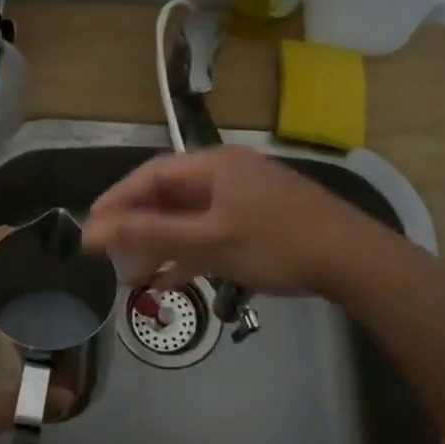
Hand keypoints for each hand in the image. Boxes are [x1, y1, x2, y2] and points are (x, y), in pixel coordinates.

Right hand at [84, 146, 378, 296]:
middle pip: (169, 195)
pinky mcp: (261, 220)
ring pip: (190, 216)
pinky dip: (191, 251)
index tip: (91, 228)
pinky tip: (173, 278)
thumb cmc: (276, 244)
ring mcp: (246, 196)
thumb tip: (95, 230)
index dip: (117, 200)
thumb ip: (150, 235)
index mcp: (213, 166)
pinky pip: (213, 230)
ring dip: (162, 242)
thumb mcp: (208, 242)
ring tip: (133, 273)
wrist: (354, 260)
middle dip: (137, 225)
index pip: (150, 176)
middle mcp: (226, 173)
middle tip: (109, 254)